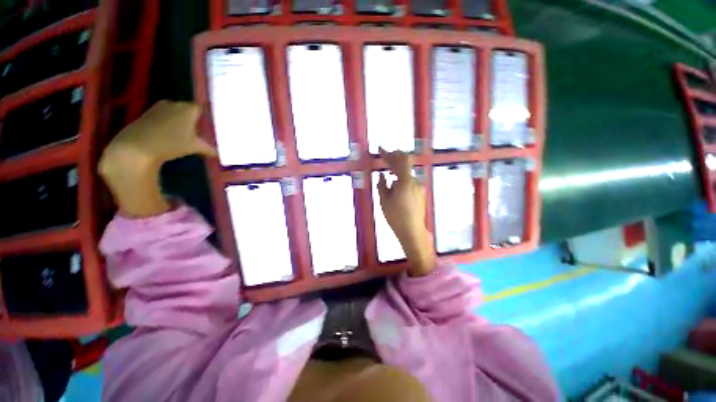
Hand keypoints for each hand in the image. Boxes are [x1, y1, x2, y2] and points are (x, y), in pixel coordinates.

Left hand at [98, 101, 215, 217]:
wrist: (137, 146)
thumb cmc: (171, 143)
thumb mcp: (194, 147)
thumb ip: (208, 148)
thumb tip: (218, 153)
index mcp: (188, 108)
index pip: (201, 107)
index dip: (207, 114)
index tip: (211, 123)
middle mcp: (174, 103)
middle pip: (188, 108)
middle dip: (194, 118)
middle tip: (201, 129)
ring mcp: (159, 107)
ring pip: (175, 111)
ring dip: (180, 120)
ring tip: (186, 132)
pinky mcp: (147, 114)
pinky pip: (164, 115)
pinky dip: (169, 122)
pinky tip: (171, 133)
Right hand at [377, 148, 435, 276]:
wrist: (412, 231)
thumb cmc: (395, 217)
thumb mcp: (384, 201)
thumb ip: (382, 186)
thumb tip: (381, 176)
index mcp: (405, 182)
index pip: (399, 161)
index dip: (389, 153)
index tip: (380, 149)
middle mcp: (415, 181)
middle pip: (405, 163)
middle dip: (394, 158)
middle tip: (385, 157)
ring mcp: (419, 187)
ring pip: (407, 172)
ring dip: (398, 169)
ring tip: (388, 172)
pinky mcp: (420, 193)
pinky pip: (409, 180)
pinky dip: (401, 177)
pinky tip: (395, 183)